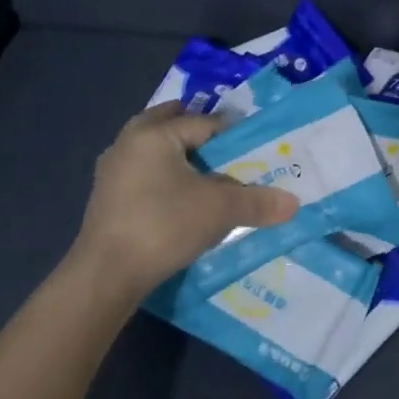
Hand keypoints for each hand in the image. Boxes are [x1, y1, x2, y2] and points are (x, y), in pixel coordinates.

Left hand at [72, 103, 298, 302]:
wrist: (105, 276)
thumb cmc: (163, 225)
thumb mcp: (219, 210)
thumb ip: (257, 201)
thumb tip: (294, 203)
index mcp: (153, 134)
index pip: (204, 122)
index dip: (233, 133)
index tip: (256, 147)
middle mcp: (128, 142)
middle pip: (170, 125)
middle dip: (198, 132)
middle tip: (228, 148)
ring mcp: (112, 171)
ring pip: (153, 150)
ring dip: (178, 155)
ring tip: (208, 173)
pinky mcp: (106, 199)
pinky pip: (143, 173)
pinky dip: (163, 176)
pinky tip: (180, 197)